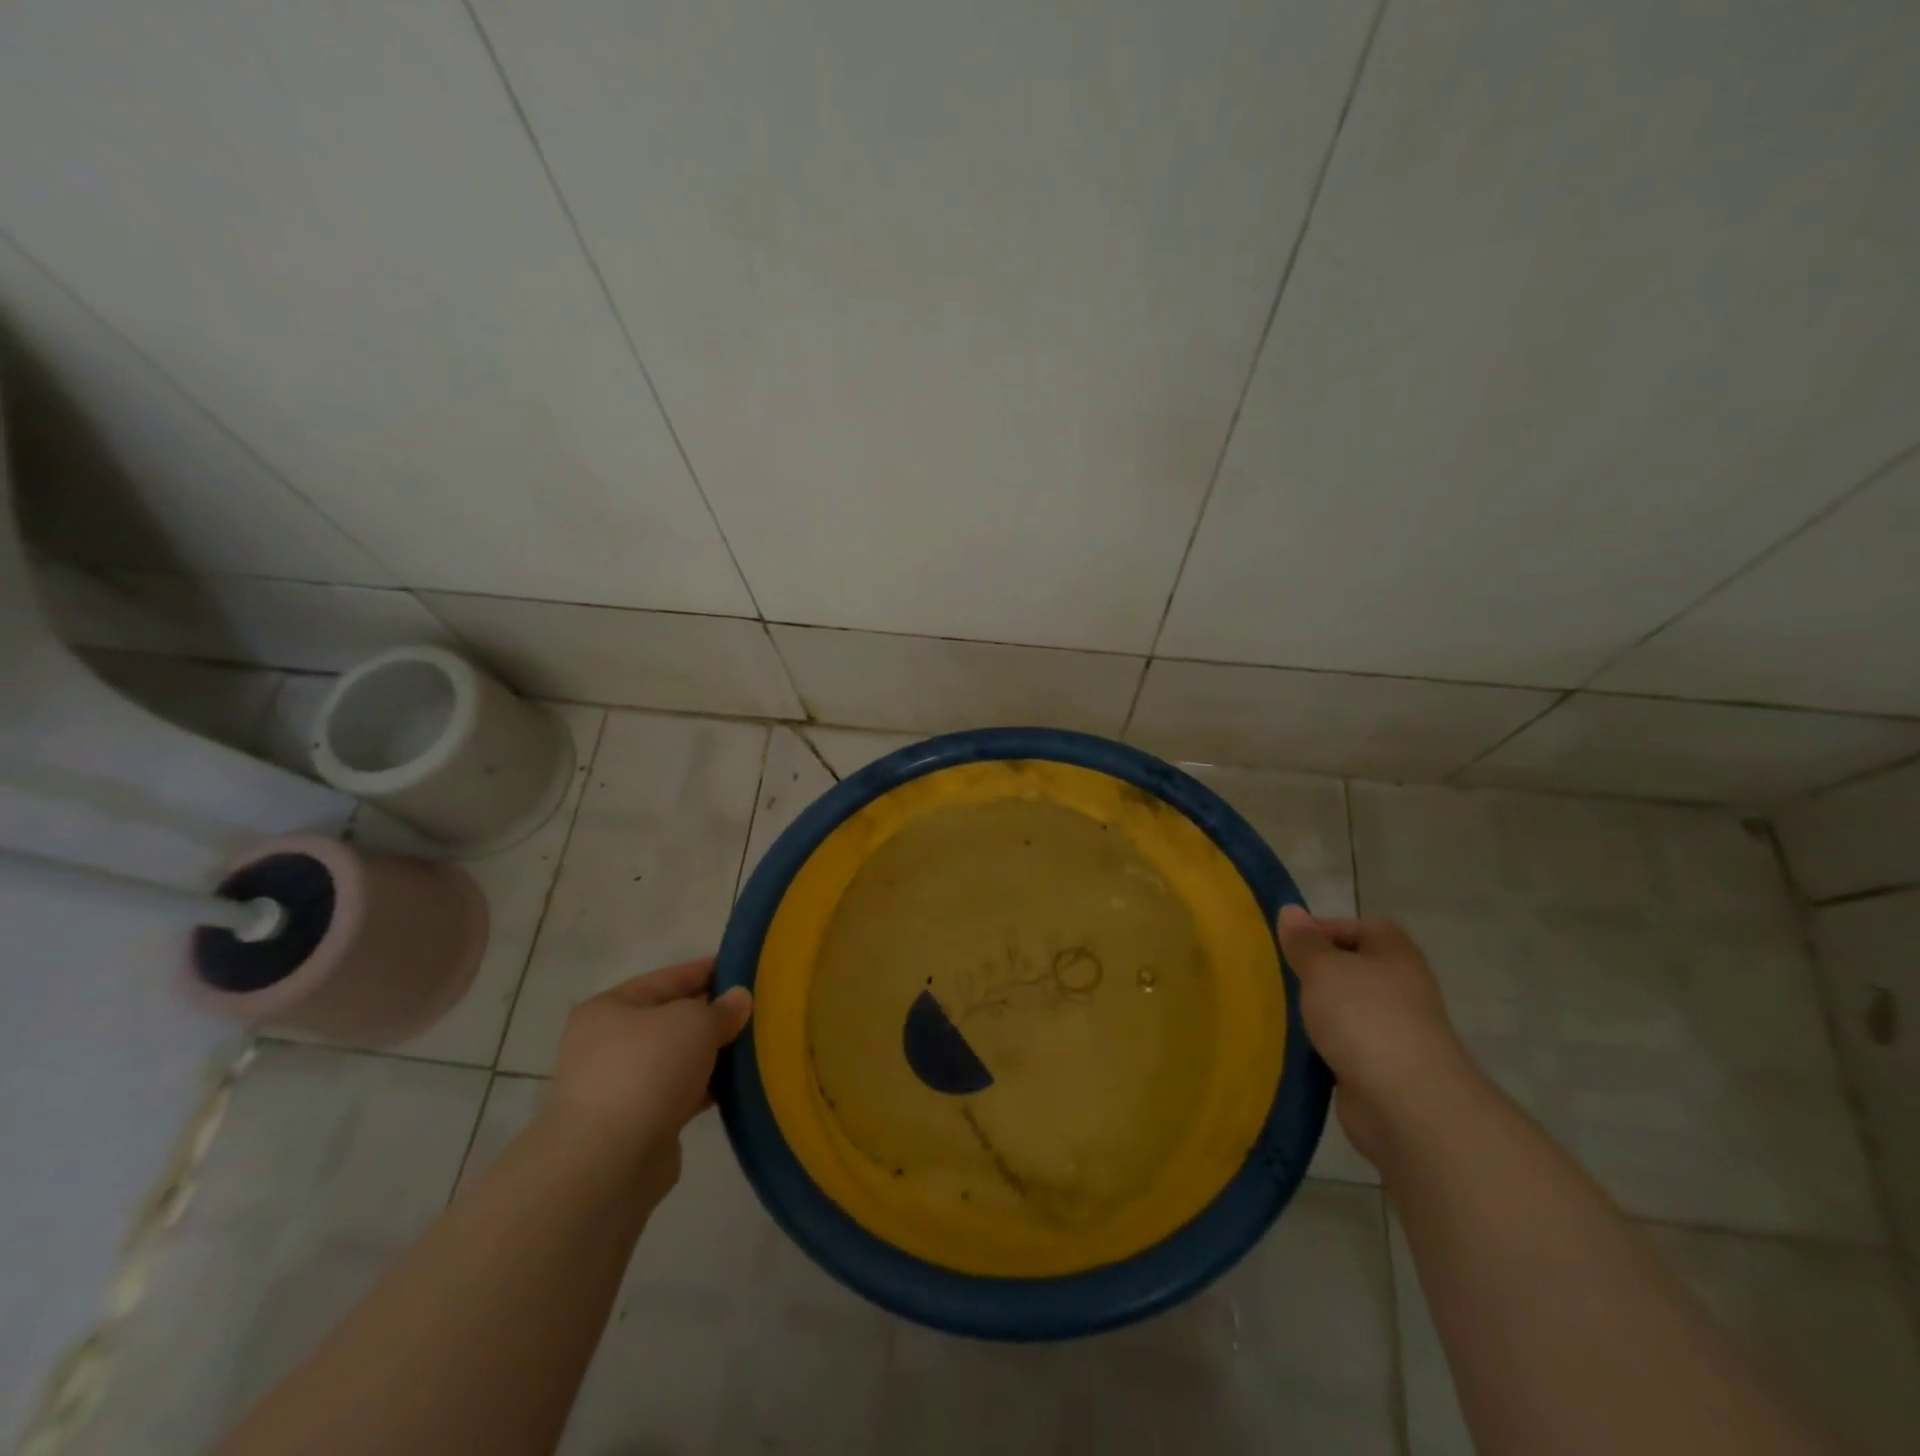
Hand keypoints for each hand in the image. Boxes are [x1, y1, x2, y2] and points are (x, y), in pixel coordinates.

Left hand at [540, 959, 752, 1203]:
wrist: (608, 1162)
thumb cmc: (647, 1069)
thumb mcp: (694, 1022)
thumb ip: (721, 1008)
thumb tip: (739, 999)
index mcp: (611, 1007)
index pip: (670, 978)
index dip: (709, 971)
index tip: (747, 970)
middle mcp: (608, 1043)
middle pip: (673, 1019)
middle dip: (713, 1017)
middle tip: (759, 1011)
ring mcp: (620, 1086)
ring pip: (678, 1059)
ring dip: (711, 1055)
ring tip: (756, 1047)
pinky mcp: (636, 1123)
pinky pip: (680, 1093)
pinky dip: (705, 1088)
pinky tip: (738, 1085)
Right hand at [1277, 907, 1473, 1164]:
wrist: (1407, 1103)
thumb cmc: (1365, 1017)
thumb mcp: (1323, 968)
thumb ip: (1304, 942)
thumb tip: (1290, 910)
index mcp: (1395, 955)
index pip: (1360, 926)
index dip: (1324, 929)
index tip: (1288, 943)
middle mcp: (1401, 989)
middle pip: (1353, 969)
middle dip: (1317, 972)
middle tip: (1278, 974)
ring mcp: (1394, 1031)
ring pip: (1347, 1009)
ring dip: (1318, 1011)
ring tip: (1278, 1009)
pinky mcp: (1382, 1068)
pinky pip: (1345, 1046)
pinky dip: (1323, 1046)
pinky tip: (1295, 1046)